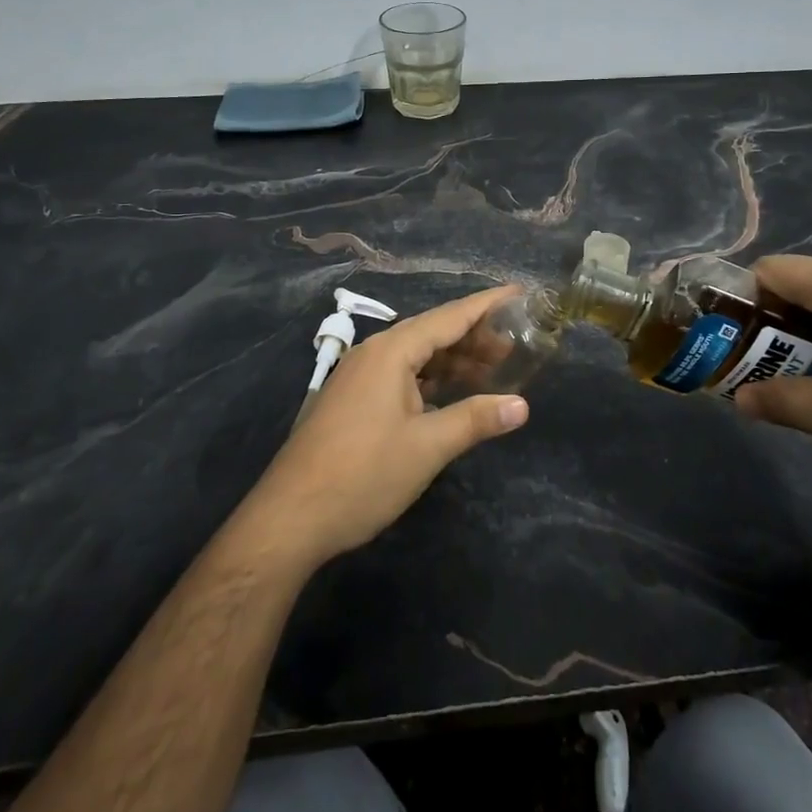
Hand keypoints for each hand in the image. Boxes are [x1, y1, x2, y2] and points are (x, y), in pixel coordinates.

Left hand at [243, 286, 529, 568]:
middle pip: (432, 333)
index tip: (519, 293)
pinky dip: (431, 379)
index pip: (449, 317)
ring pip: (416, 356)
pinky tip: (451, 394)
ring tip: (493, 368)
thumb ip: (475, 420)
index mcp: (391, 352)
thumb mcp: (427, 448)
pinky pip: (401, 375)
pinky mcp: (353, 401)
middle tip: (517, 344)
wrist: (290, 519)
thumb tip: (522, 405)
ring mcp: (359, 378)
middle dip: (475, 337)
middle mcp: (374, 354)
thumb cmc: (363, 475)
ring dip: (453, 360)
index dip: (487, 305)